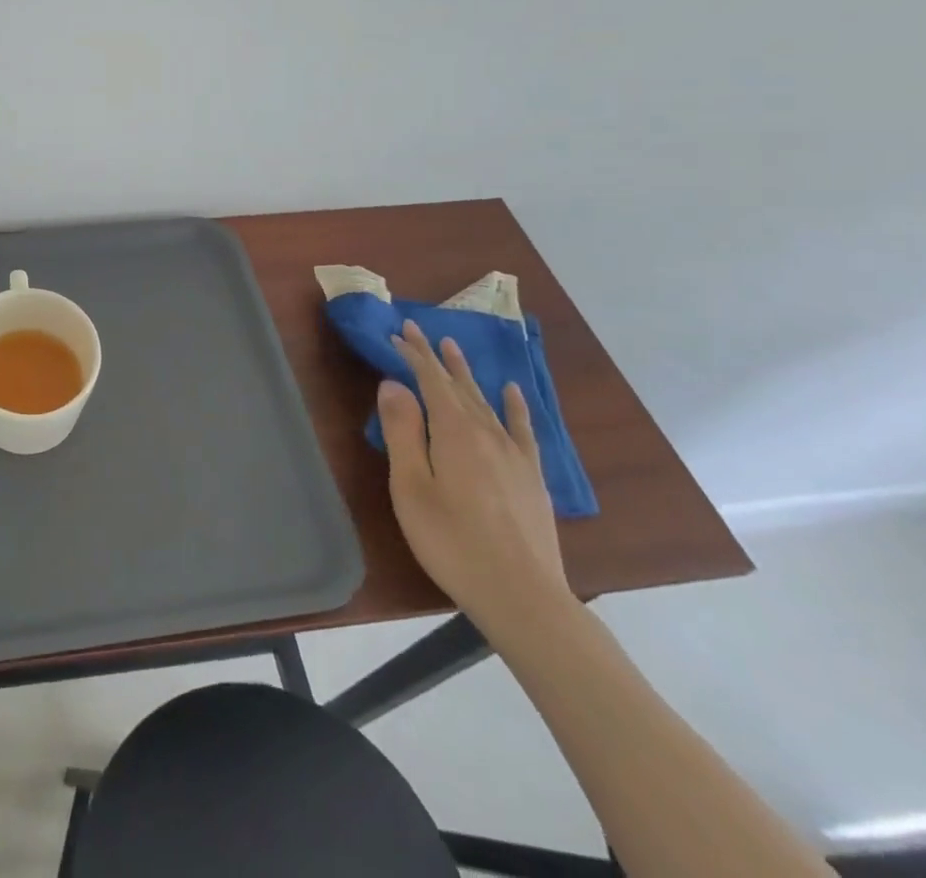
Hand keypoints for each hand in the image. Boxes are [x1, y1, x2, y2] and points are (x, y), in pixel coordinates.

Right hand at [376, 320, 572, 641]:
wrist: (522, 596)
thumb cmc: (452, 541)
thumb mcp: (412, 487)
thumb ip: (402, 432)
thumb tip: (393, 385)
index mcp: (453, 432)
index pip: (430, 381)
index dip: (413, 355)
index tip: (398, 332)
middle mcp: (486, 433)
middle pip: (457, 385)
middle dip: (436, 357)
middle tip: (420, 330)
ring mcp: (513, 454)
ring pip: (485, 401)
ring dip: (467, 373)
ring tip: (454, 348)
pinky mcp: (531, 477)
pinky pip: (522, 429)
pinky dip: (515, 406)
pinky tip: (513, 392)